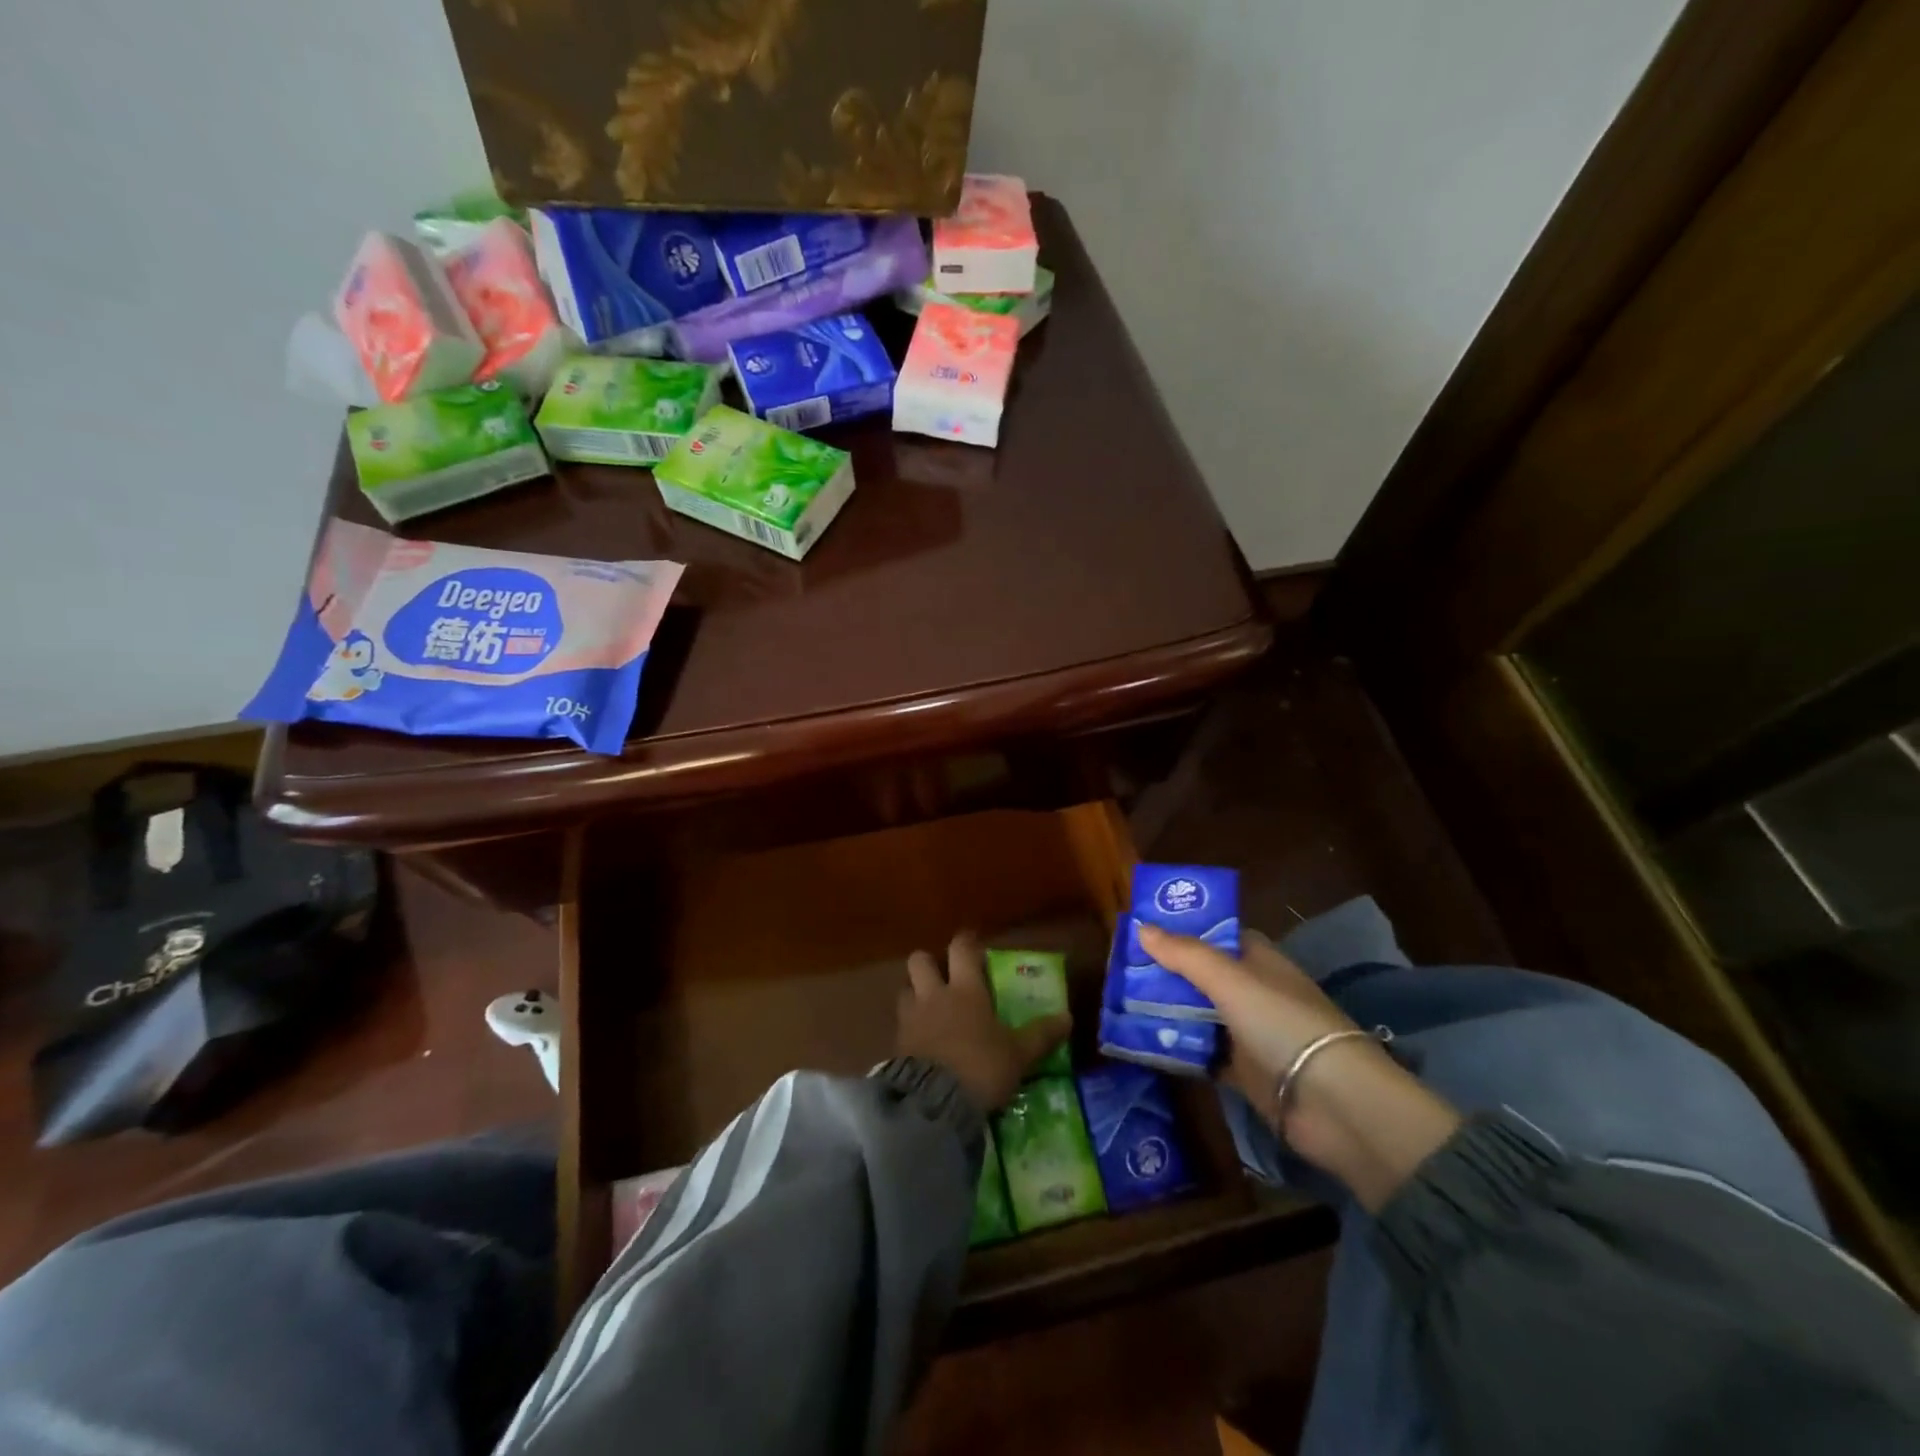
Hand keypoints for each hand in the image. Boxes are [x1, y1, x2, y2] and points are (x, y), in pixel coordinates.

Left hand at [896, 932, 1070, 1113]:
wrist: (934, 1103)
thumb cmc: (981, 1067)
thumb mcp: (1018, 1054)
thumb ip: (1041, 1035)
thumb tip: (1067, 1018)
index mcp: (965, 989)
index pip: (961, 949)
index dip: (966, 942)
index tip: (973, 945)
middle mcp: (934, 995)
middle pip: (920, 960)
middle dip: (929, 964)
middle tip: (944, 978)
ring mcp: (911, 1018)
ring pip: (905, 990)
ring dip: (914, 994)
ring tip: (930, 1010)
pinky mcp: (897, 1044)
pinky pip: (900, 1025)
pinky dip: (909, 1028)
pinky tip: (922, 1043)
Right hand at [1138, 922, 1461, 1210]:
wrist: (1333, 1103)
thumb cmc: (1283, 1024)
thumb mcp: (1230, 980)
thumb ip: (1185, 955)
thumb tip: (1140, 927)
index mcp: (1258, 960)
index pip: (1216, 934)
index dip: (1181, 929)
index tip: (1140, 928)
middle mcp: (1252, 991)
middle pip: (1200, 974)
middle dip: (1163, 971)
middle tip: (1118, 968)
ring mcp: (1247, 1032)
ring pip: (1197, 1013)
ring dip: (1165, 1009)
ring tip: (1118, 1002)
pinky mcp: (1242, 1070)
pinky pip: (1200, 1051)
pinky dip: (1175, 1047)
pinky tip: (1140, 1042)